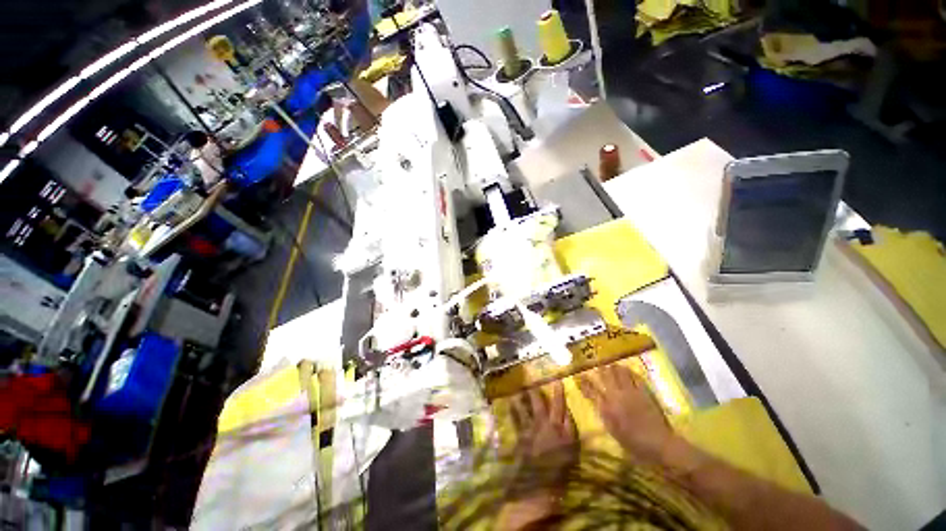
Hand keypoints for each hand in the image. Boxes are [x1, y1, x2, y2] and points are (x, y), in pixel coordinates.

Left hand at [508, 382, 577, 467]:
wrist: (541, 484)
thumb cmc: (560, 467)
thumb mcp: (571, 448)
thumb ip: (569, 428)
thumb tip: (567, 411)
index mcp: (556, 426)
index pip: (558, 406)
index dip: (558, 393)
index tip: (556, 380)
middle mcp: (542, 424)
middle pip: (538, 404)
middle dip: (535, 392)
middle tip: (531, 380)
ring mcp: (529, 429)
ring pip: (524, 408)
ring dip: (521, 399)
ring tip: (517, 389)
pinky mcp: (520, 436)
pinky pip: (515, 420)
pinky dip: (512, 411)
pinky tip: (509, 404)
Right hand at [577, 364, 673, 463]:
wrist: (660, 445)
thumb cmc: (634, 443)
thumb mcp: (613, 431)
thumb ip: (604, 413)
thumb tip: (596, 401)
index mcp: (607, 408)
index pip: (591, 390)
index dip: (583, 381)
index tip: (579, 375)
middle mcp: (616, 396)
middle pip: (604, 375)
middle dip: (599, 369)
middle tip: (597, 365)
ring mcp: (631, 392)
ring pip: (619, 371)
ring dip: (613, 367)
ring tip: (611, 365)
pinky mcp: (644, 391)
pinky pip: (634, 376)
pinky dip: (629, 371)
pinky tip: (627, 370)